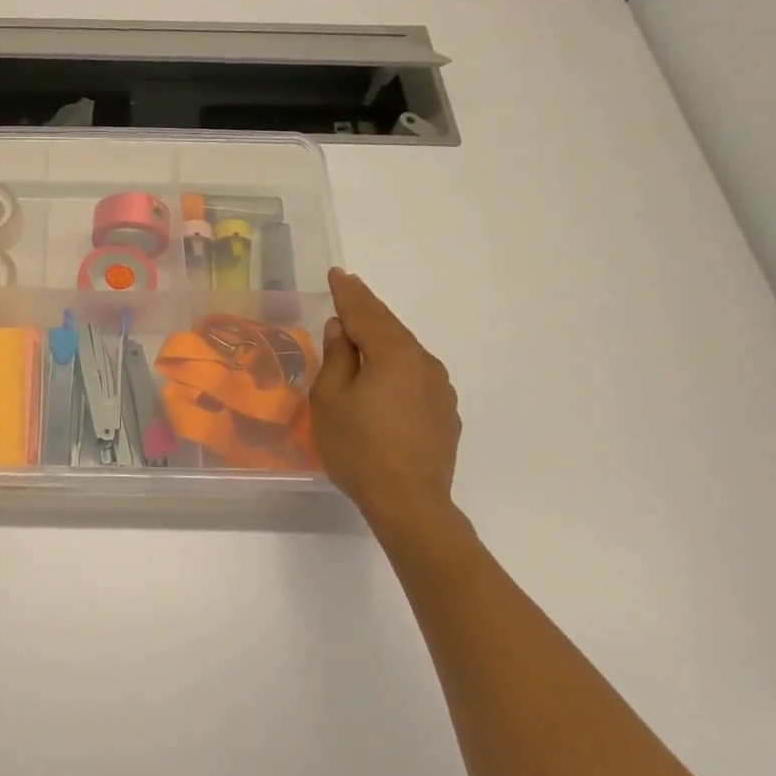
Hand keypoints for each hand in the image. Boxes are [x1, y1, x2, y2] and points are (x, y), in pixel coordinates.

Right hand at [311, 268, 463, 545]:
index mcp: (393, 354)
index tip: (337, 273)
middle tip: (348, 290)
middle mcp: (423, 363)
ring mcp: (440, 388)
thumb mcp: (331, 399)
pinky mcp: (445, 412)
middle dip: (366, 309)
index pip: (365, 312)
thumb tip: (341, 329)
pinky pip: (414, 375)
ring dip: (382, 338)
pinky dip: (394, 365)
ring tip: (360, 332)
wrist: (409, 502)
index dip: (348, 292)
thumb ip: (337, 358)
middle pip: (389, 327)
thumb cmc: (359, 448)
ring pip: (405, 351)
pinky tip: (382, 375)